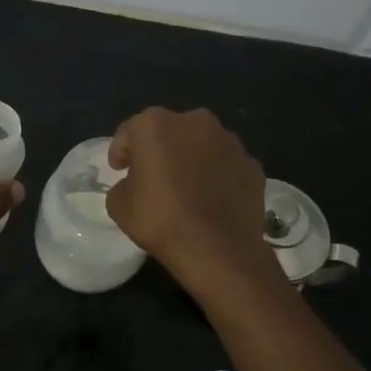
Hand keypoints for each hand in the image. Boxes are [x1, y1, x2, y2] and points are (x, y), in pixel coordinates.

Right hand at [106, 107, 276, 299]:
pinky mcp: (251, 164)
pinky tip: (211, 199)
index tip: (119, 170)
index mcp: (154, 124)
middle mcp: (194, 121)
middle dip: (160, 149)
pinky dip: (217, 175)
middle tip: (153, 176)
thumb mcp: (118, 205)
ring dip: (191, 159)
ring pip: (201, 145)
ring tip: (186, 188)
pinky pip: (225, 165)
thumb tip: (136, 183)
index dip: (122, 152)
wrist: (217, 248)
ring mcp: (229, 141)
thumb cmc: (160, 220)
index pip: (130, 132)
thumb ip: (124, 184)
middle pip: (169, 131)